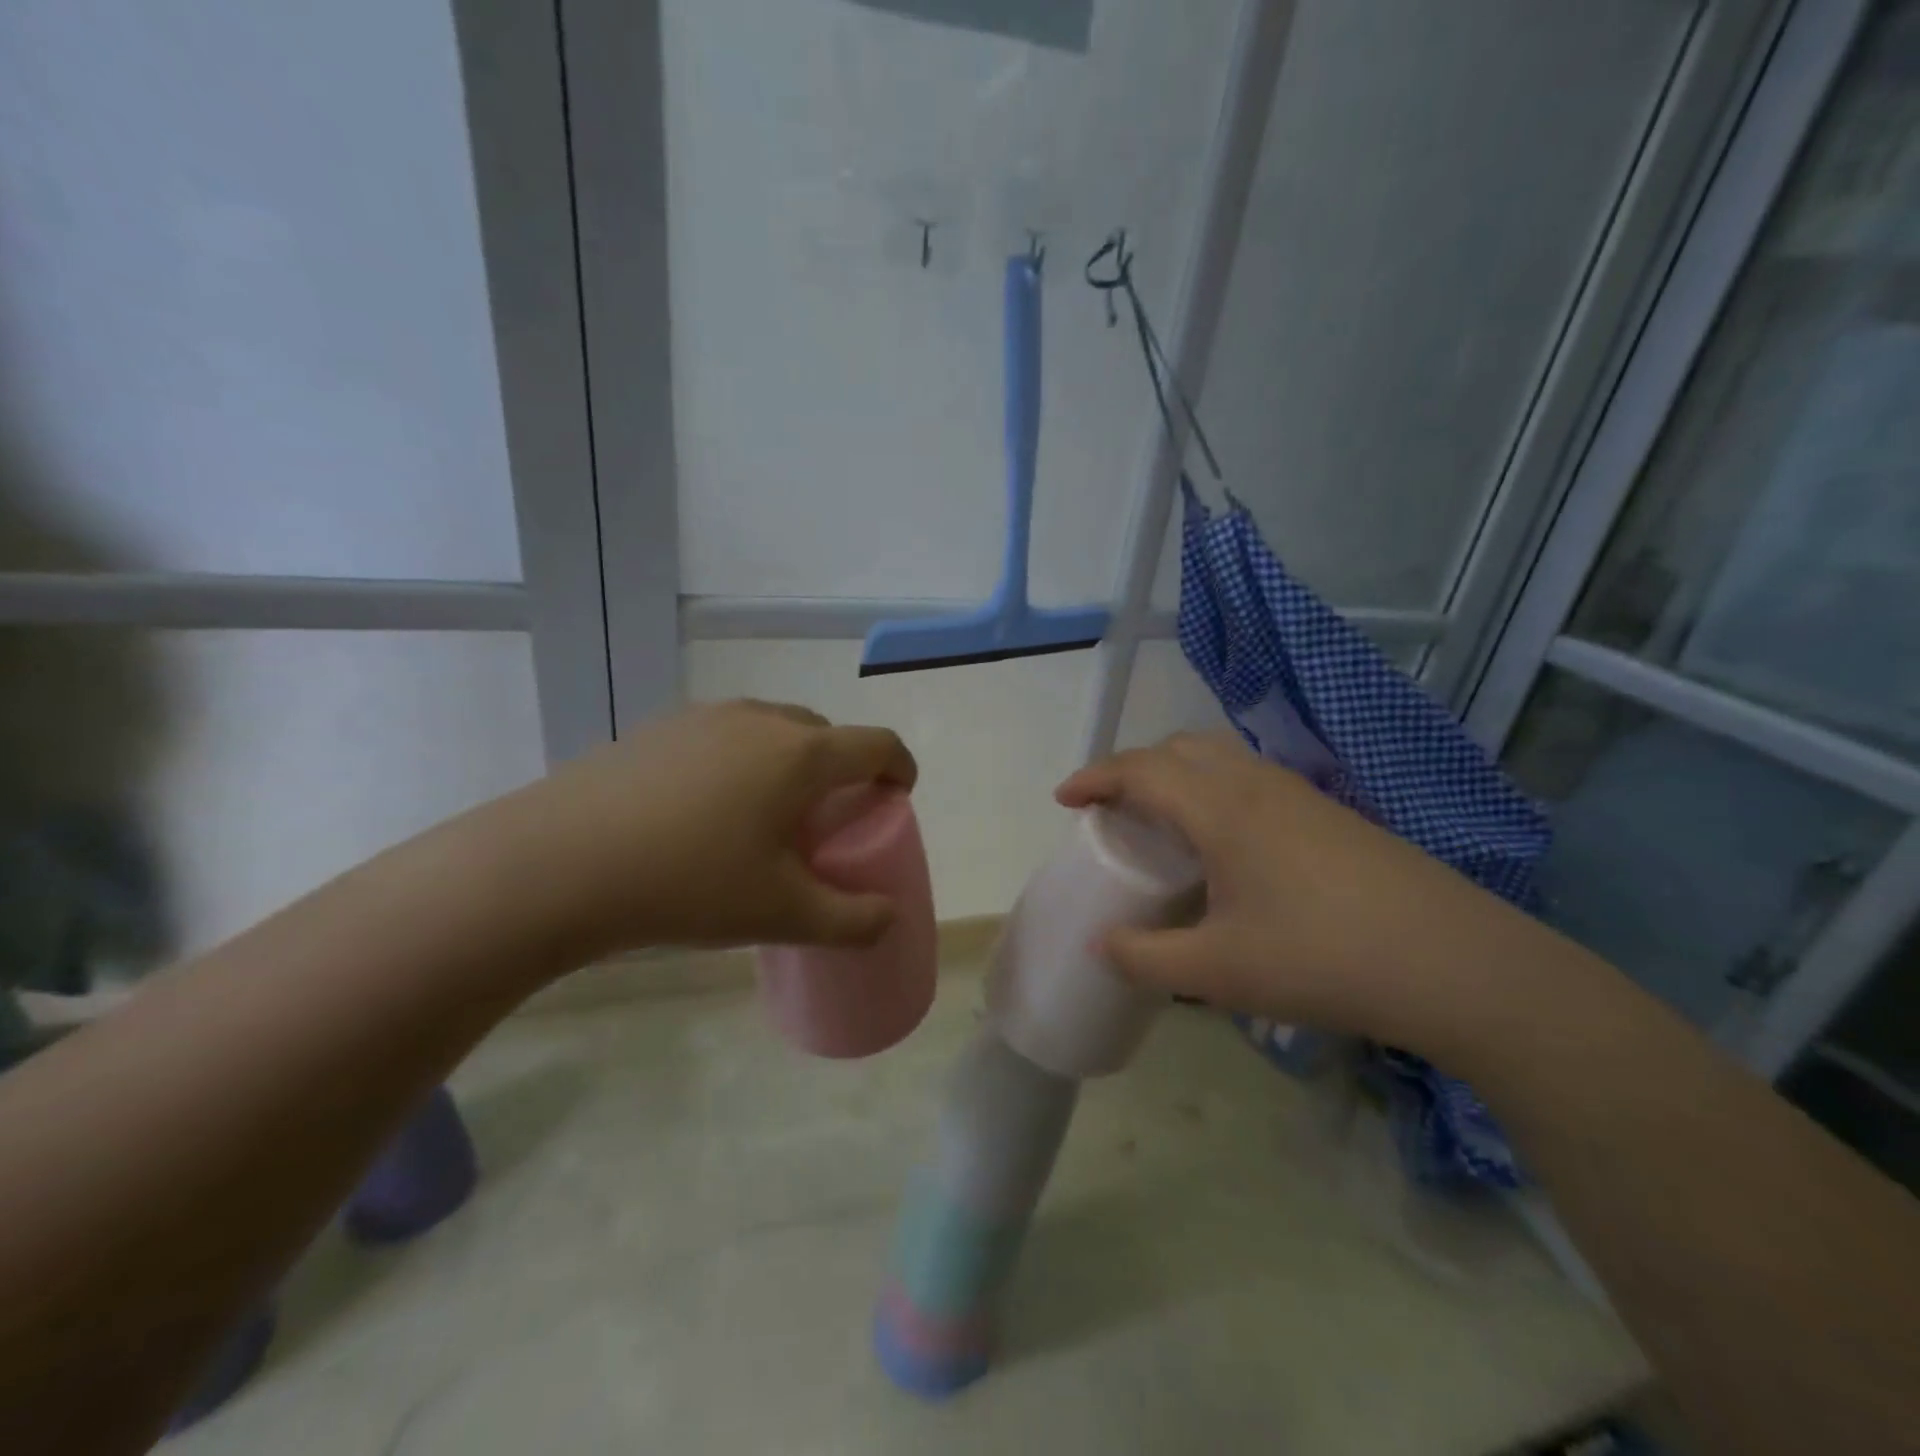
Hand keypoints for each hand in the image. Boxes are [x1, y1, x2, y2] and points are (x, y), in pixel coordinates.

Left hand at [489, 700, 917, 959]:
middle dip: (842, 768)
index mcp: (802, 754)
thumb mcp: (780, 914)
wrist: (556, 864)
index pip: (877, 744)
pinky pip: (724, 735)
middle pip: (825, 733)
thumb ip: (850, 921)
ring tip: (766, 813)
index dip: (900, 767)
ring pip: (772, 729)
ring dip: (789, 762)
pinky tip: (705, 810)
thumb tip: (888, 918)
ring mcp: (705, 718)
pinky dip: (741, 761)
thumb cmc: (688, 883)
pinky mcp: (658, 728)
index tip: (898, 796)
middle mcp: (760, 720)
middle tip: (828, 819)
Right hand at [1056, 733, 1542, 1054]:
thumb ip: (1146, 960)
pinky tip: (1228, 847)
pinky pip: (1251, 780)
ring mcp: (1300, 795)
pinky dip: (1215, 791)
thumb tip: (1102, 946)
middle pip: (1179, 748)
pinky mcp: (1331, 815)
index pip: (1139, 770)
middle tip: (1114, 811)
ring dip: (1178, 776)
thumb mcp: (1218, 973)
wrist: (1456, 965)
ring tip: (1165, 825)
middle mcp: (1256, 784)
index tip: (1064, 798)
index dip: (1094, 777)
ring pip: (1220, 758)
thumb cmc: (1322, 959)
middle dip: (1134, 768)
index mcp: (1220, 809)